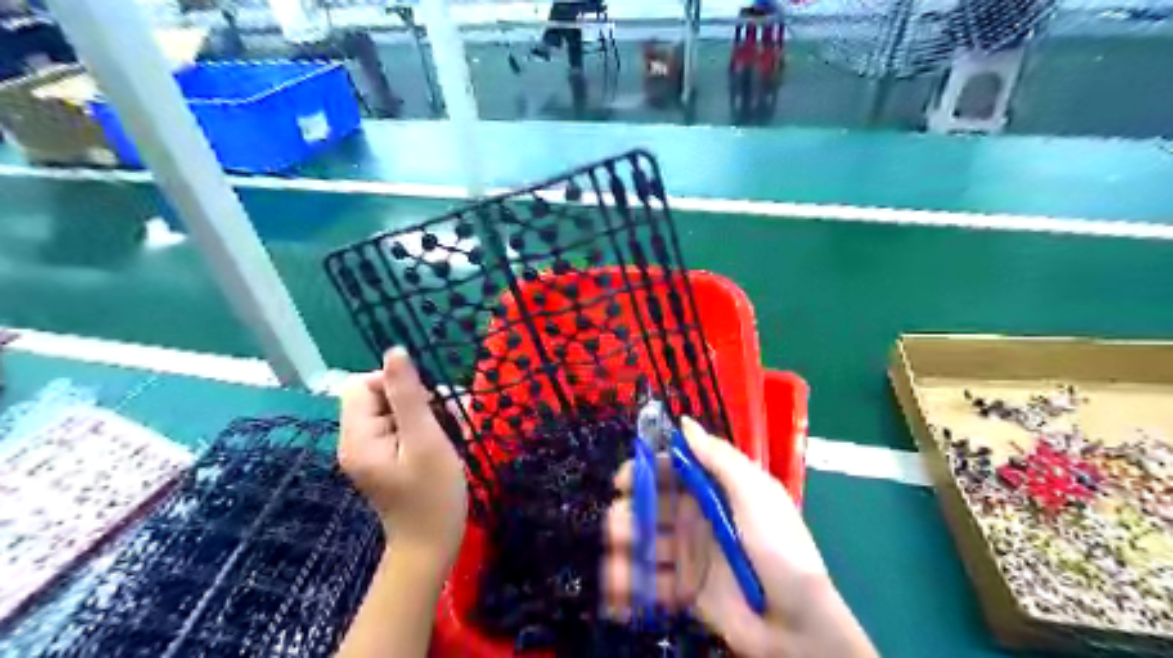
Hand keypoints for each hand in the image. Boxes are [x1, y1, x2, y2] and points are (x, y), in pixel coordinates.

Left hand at [339, 346, 468, 567]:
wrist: (432, 546)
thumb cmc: (433, 495)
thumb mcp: (425, 440)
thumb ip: (409, 395)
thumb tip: (395, 351)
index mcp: (358, 438)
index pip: (362, 385)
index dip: (395, 383)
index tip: (428, 402)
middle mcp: (356, 442)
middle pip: (378, 397)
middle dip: (416, 399)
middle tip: (446, 418)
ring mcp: (371, 452)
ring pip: (394, 411)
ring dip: (425, 413)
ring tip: (450, 432)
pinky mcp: (385, 460)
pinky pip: (400, 428)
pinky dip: (423, 428)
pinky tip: (444, 441)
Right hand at [606, 419, 870, 655]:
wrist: (795, 622)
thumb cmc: (777, 546)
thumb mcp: (755, 492)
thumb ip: (719, 457)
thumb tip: (685, 422)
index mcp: (714, 491)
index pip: (672, 472)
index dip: (646, 471)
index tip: (623, 480)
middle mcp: (697, 518)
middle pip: (651, 506)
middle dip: (629, 512)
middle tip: (617, 524)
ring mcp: (689, 554)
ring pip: (645, 542)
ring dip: (624, 548)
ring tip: (615, 562)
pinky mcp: (684, 588)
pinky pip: (650, 581)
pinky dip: (630, 584)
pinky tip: (618, 591)